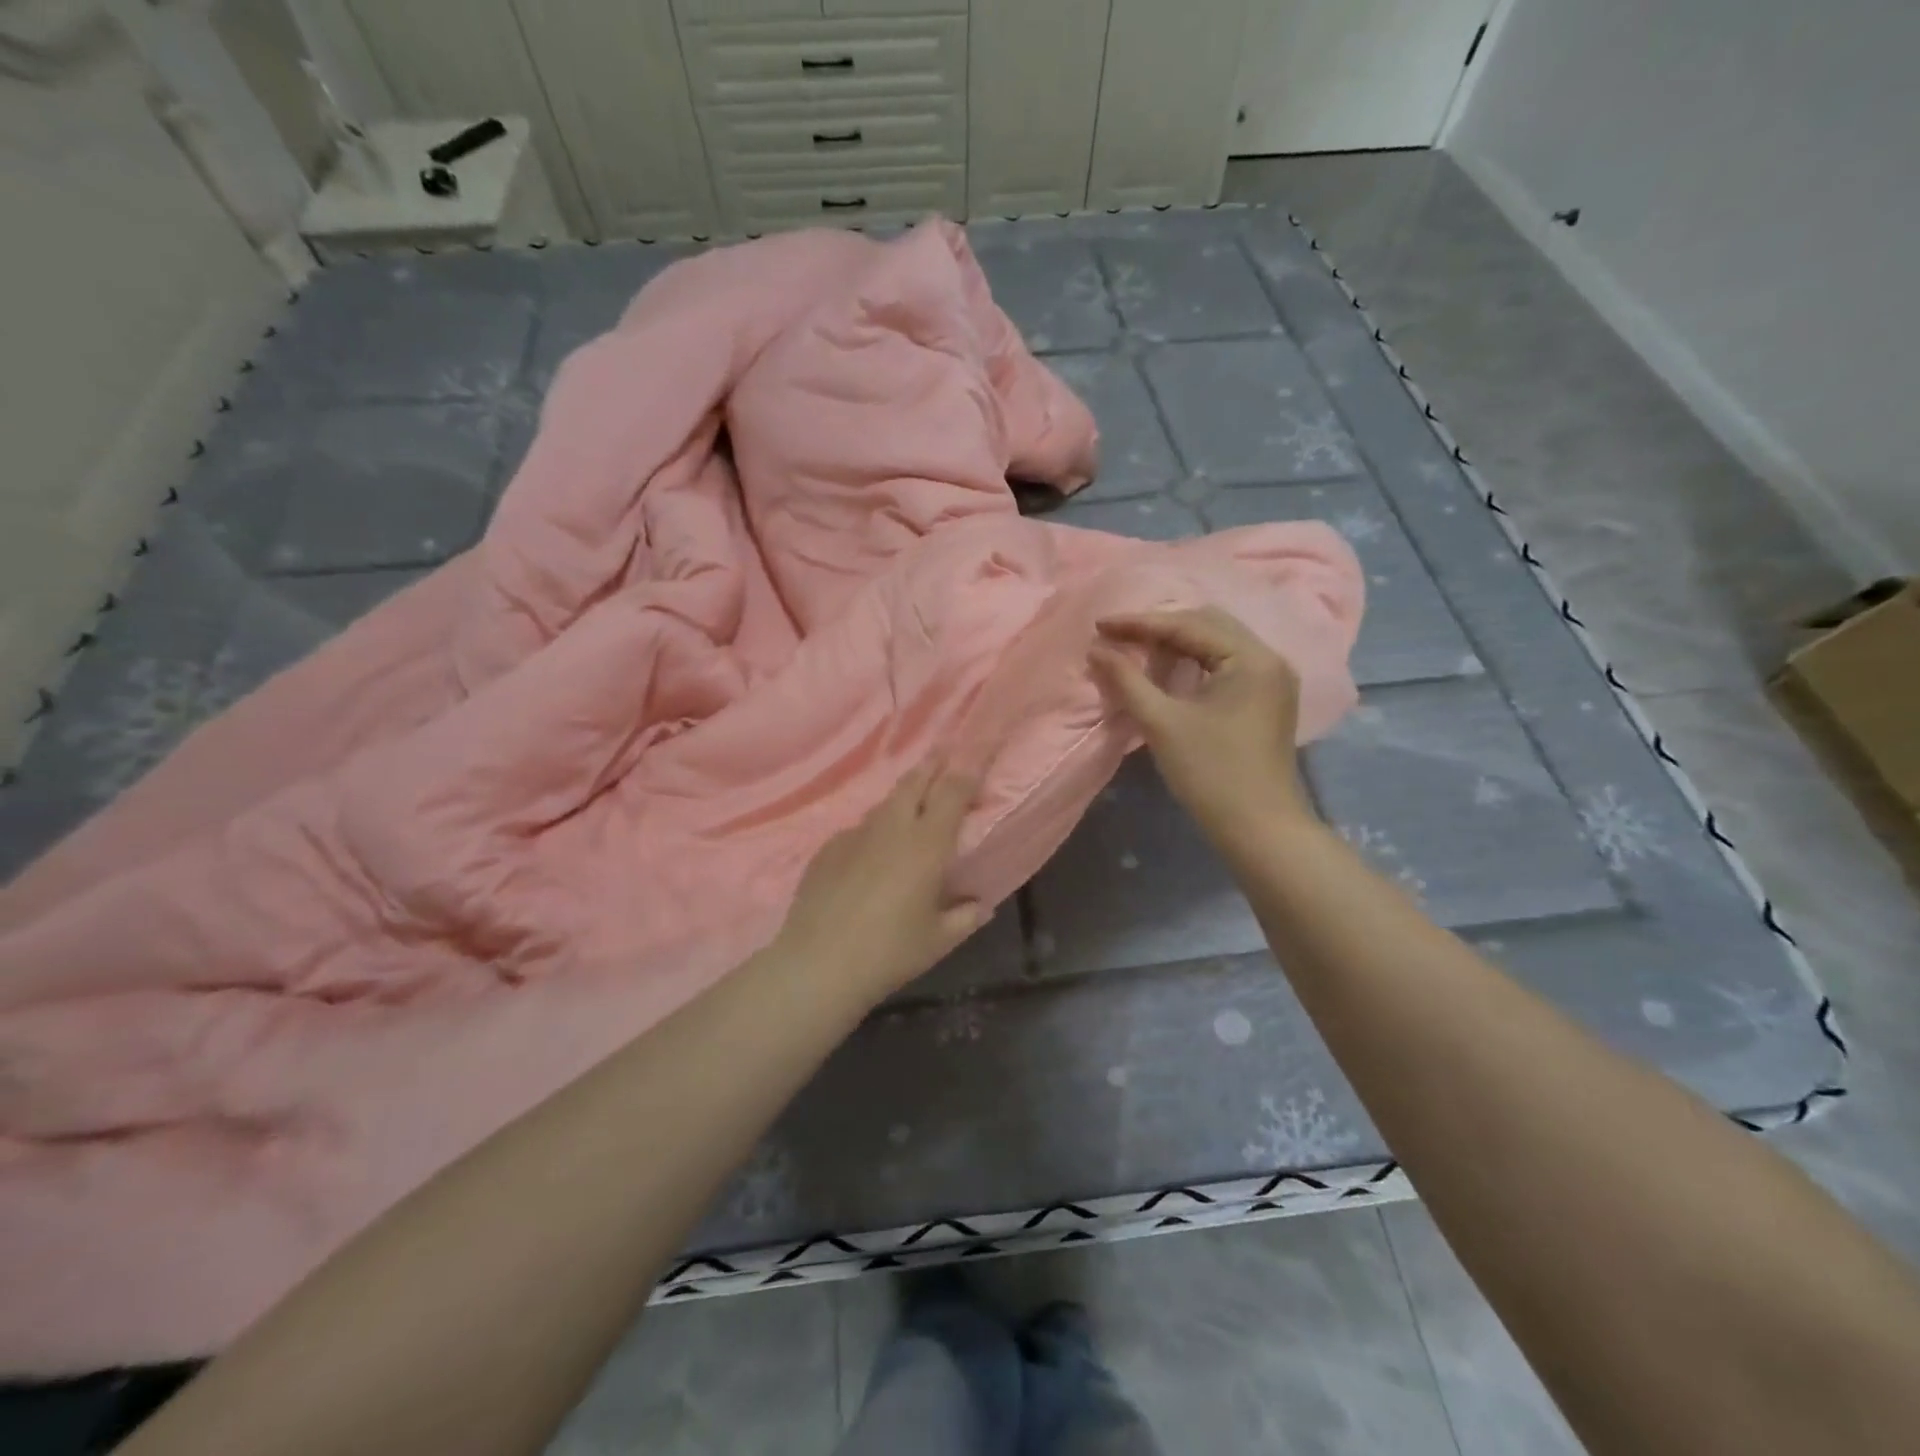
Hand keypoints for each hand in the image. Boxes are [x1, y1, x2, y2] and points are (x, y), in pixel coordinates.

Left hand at [774, 762, 984, 1002]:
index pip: (953, 791)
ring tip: (913, 800)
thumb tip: (981, 905)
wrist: (818, 964)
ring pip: (885, 804)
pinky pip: (858, 830)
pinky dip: (874, 831)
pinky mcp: (827, 849)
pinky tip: (872, 853)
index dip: (968, 768)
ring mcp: (855, 835)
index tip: (978, 754)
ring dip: (903, 797)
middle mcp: (892, 828)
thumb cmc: (889, 952)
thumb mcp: (939, 940)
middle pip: (915, 782)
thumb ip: (965, 917)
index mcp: (927, 844)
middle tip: (945, 753)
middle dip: (933, 764)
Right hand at [1088, 607, 1313, 840]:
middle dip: (1158, 627)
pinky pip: (1225, 663)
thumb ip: (1127, 680)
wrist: (1258, 829)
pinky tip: (1166, 669)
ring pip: (1216, 642)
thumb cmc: (1210, 774)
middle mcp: (1268, 658)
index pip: (1188, 625)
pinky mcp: (1266, 698)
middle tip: (1116, 636)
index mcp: (1251, 658)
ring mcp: (1271, 679)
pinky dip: (1193, 661)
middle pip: (1207, 624)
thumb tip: (1095, 649)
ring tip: (1135, 648)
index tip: (1099, 625)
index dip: (1139, 623)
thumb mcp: (1162, 723)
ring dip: (1175, 642)